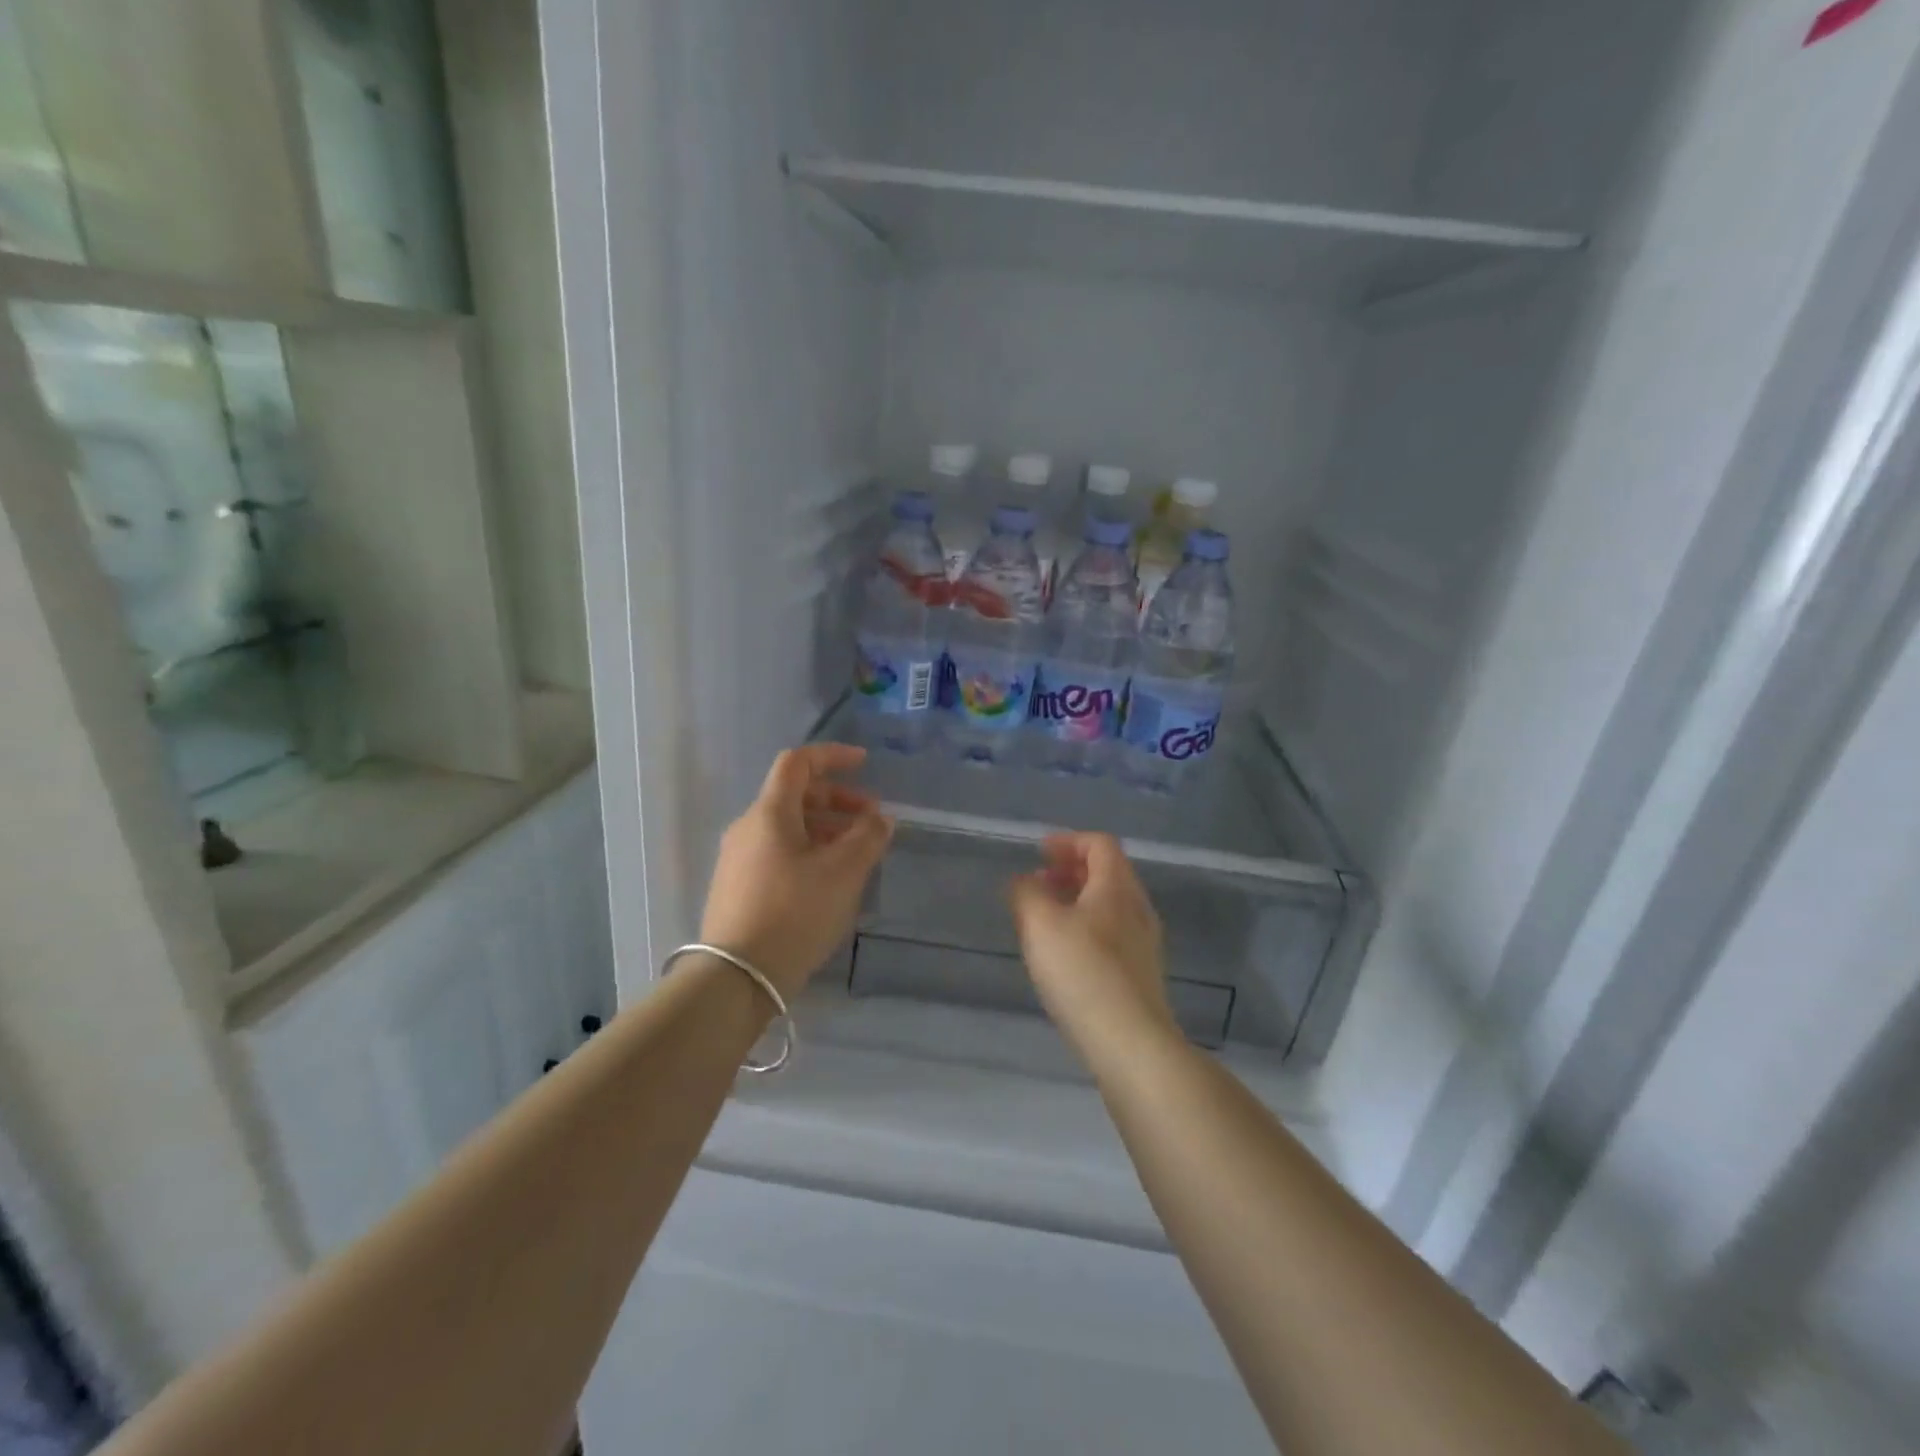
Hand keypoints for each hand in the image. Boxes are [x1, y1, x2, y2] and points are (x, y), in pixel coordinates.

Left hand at [700, 744, 893, 998]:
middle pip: (794, 796)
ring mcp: (738, 859)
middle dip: (837, 801)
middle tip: (871, 821)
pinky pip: (778, 852)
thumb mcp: (843, 873)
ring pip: (788, 827)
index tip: (864, 764)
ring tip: (857, 854)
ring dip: (826, 829)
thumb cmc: (794, 913)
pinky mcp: (737, 887)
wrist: (736, 977)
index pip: (798, 762)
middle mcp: (748, 827)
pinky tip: (829, 880)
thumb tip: (880, 818)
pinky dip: (808, 851)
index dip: (832, 756)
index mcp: (770, 813)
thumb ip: (868, 837)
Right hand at [1007, 833, 1176, 1057]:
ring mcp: (1144, 944)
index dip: (1068, 841)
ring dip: (1077, 901)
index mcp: (1117, 887)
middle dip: (1070, 871)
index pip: (1100, 844)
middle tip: (1037, 883)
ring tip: (1044, 919)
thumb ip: (1025, 894)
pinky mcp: (1141, 975)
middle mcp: (1137, 909)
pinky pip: (1112, 935)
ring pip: (1109, 906)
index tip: (1039, 853)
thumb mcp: (1040, 924)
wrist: (1131, 1044)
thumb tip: (1022, 881)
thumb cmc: (1083, 972)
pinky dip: (1085, 928)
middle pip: (1107, 873)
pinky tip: (1064, 955)